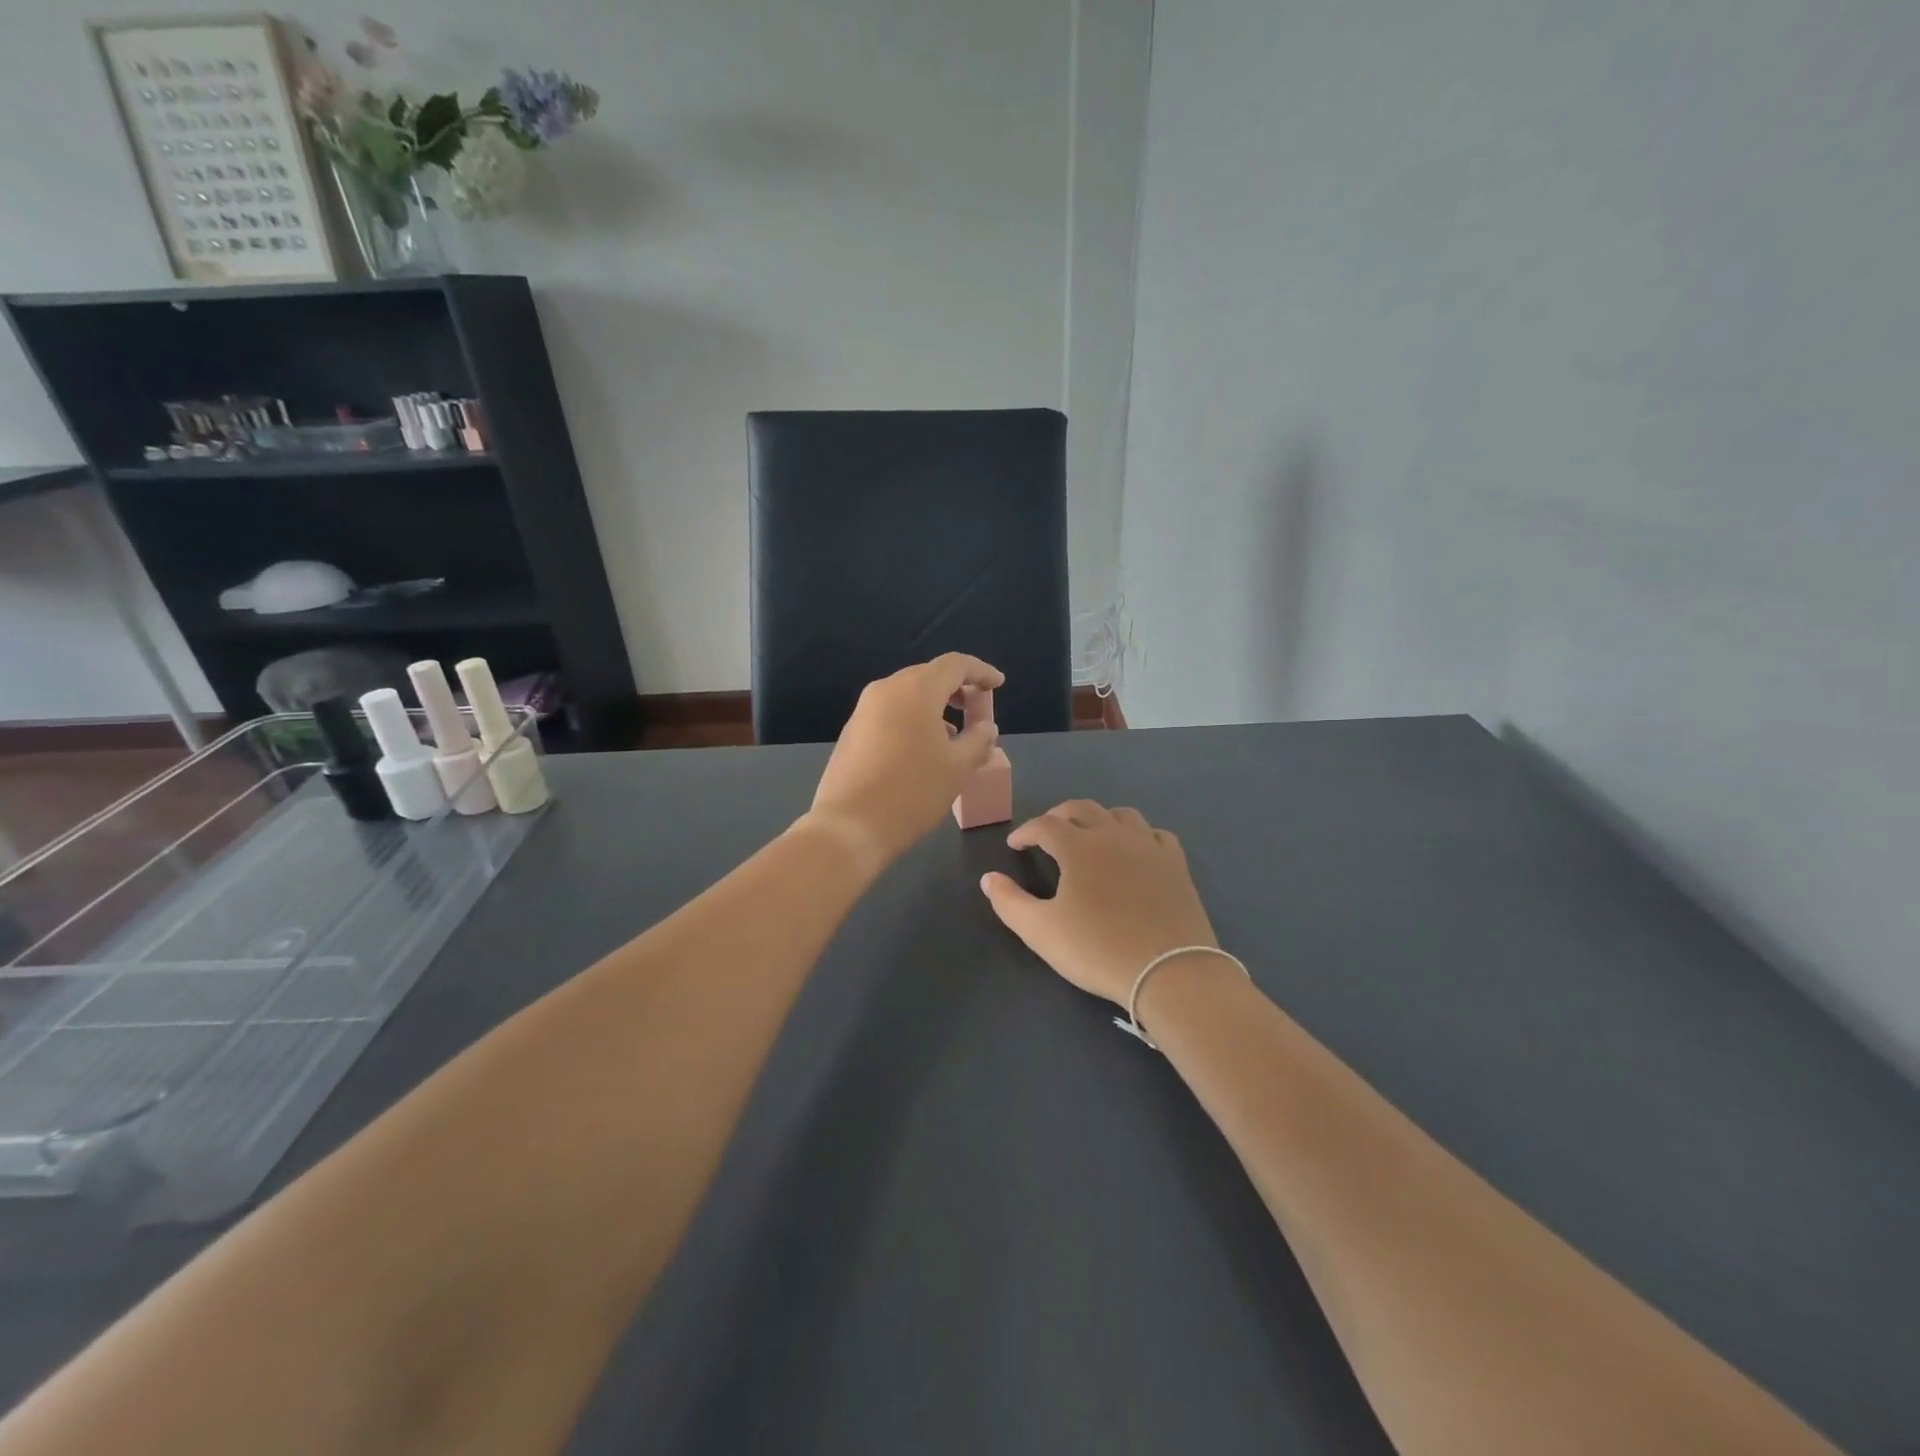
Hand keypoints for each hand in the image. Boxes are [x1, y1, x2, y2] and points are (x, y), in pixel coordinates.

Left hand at [807, 653, 1005, 861]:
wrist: (849, 827)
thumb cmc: (912, 792)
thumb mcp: (958, 768)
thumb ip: (979, 740)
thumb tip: (986, 727)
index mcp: (916, 690)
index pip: (955, 665)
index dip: (981, 672)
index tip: (998, 685)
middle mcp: (886, 690)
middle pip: (929, 676)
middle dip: (957, 689)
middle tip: (977, 711)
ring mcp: (863, 710)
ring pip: (907, 695)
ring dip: (934, 706)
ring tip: (954, 734)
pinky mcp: (852, 732)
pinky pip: (890, 713)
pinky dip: (913, 719)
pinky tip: (923, 749)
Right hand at [980, 801, 1216, 1006]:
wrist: (1169, 971)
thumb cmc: (1098, 950)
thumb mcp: (1041, 931)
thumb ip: (1009, 902)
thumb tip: (989, 878)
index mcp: (1078, 847)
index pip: (1044, 825)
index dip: (1025, 831)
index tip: (1015, 845)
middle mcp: (1113, 836)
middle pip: (1082, 808)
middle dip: (1059, 815)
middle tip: (1047, 832)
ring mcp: (1149, 847)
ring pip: (1121, 814)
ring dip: (1099, 818)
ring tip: (1090, 835)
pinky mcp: (1176, 864)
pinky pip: (1155, 834)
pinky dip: (1138, 835)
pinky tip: (1135, 850)